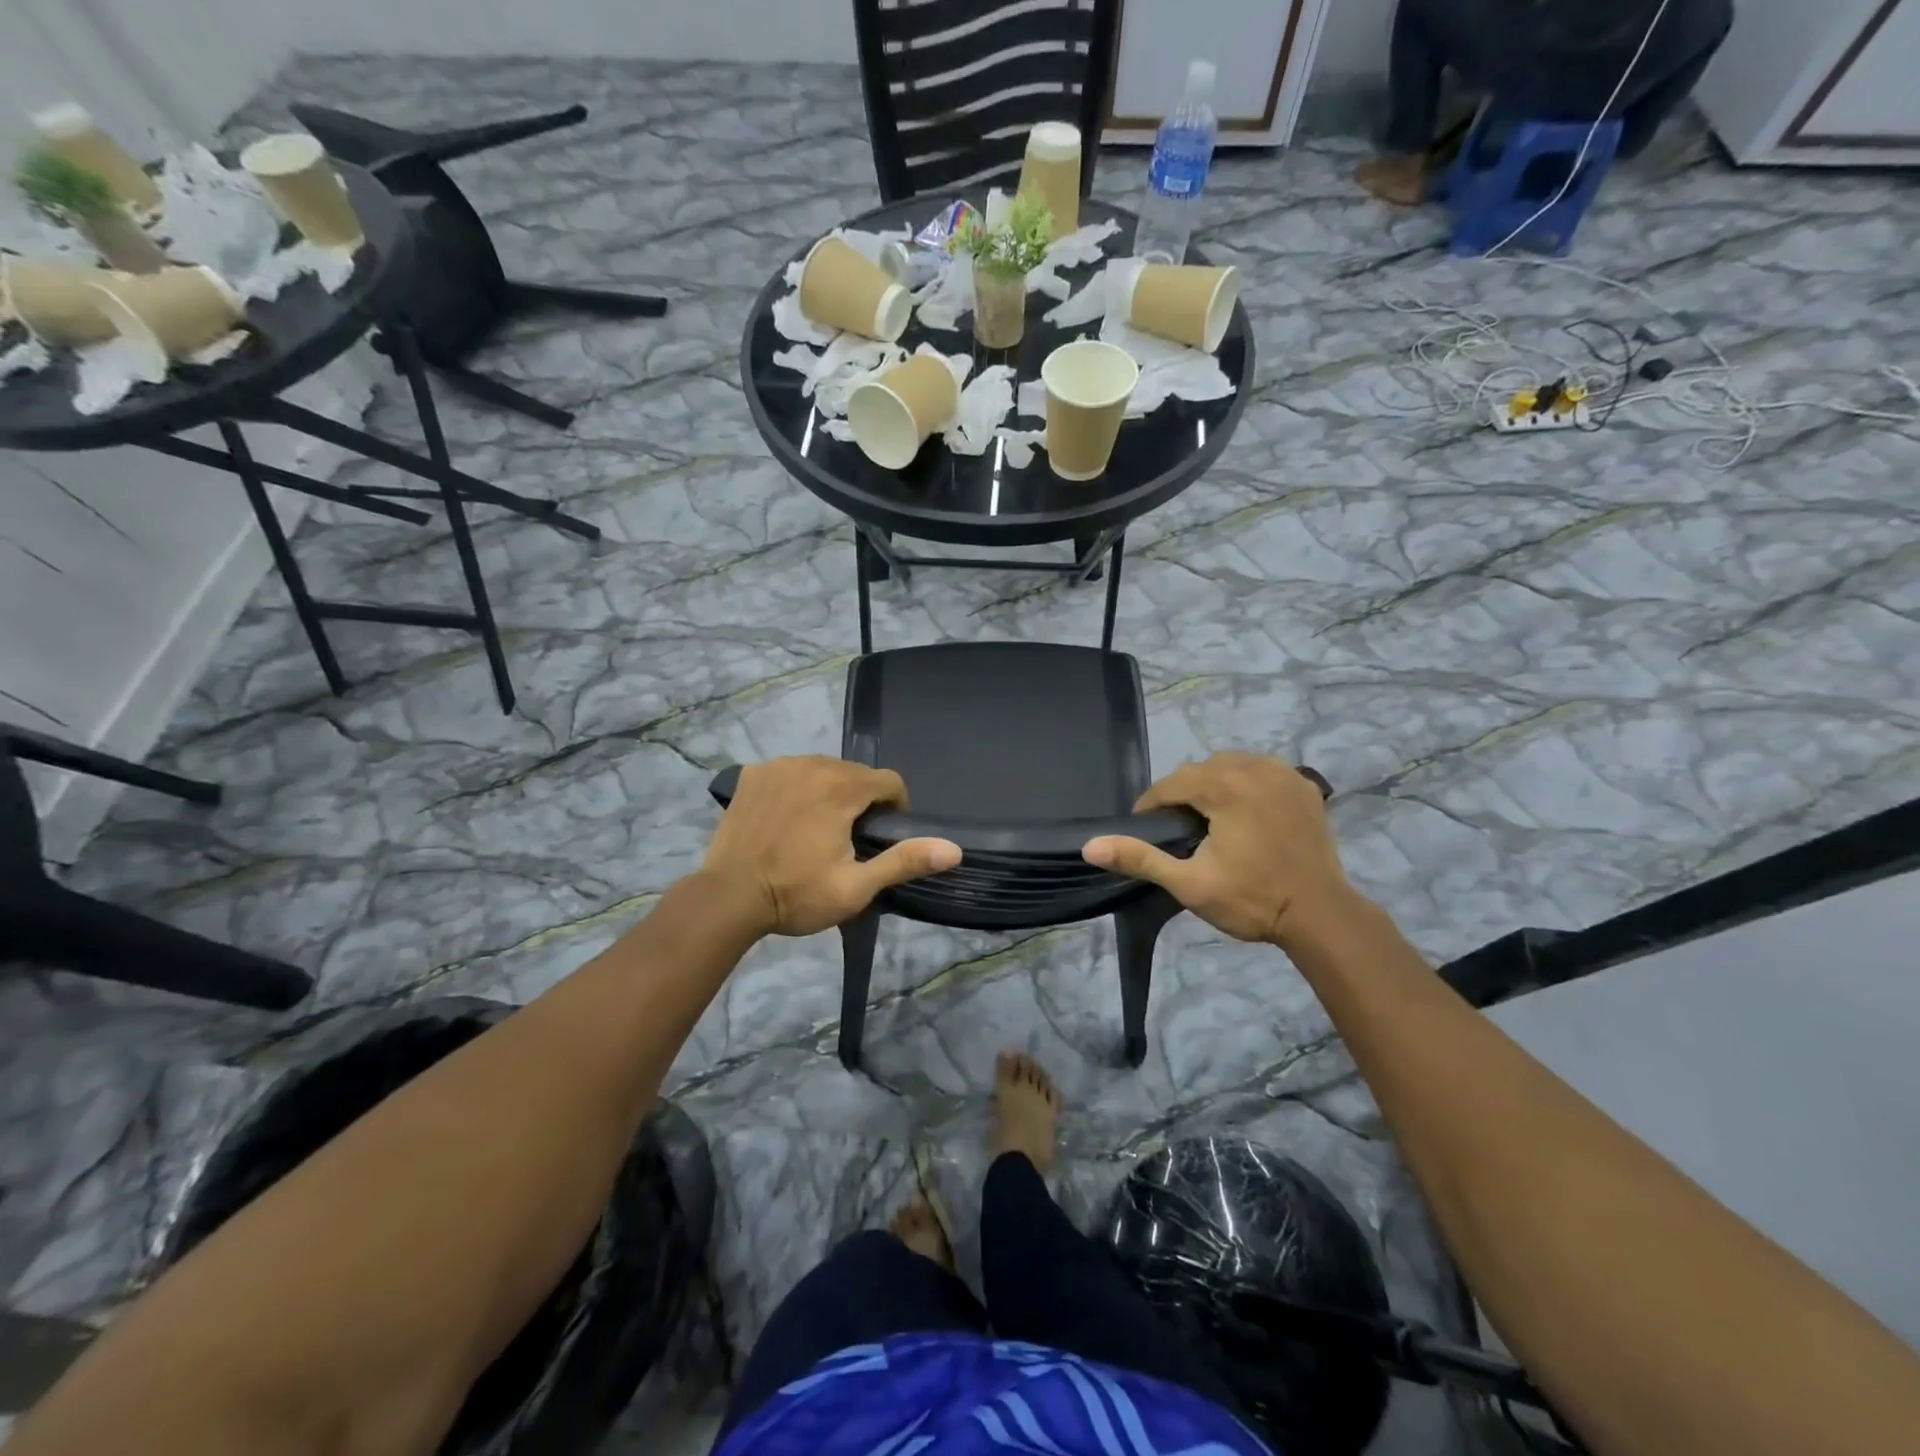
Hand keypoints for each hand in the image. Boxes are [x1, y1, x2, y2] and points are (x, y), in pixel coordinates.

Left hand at [702, 757, 961, 936]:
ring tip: (819, 828)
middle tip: (850, 838)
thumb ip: (904, 861)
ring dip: (830, 790)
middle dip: (862, 799)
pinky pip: (790, 771)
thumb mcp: (856, 887)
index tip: (883, 836)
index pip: (889, 781)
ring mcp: (778, 766)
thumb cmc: (796, 895)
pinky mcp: (752, 774)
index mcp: (841, 788)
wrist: (728, 898)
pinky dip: (797, 787)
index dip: (896, 807)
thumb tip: (953, 849)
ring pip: (822, 769)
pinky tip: (787, 818)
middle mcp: (812, 765)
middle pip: (855, 772)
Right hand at [1083, 752, 1351, 945]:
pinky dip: (1246, 781)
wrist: (1321, 916)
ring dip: (1213, 783)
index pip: (1172, 783)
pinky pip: (1262, 769)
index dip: (1151, 805)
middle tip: (1175, 828)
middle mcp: (1255, 768)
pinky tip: (1244, 809)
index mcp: (1225, 787)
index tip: (1144, 828)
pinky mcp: (1304, 786)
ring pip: (1232, 764)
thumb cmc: (1252, 900)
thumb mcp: (1189, 884)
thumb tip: (1090, 846)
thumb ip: (1140, 859)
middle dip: (1182, 793)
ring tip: (1207, 817)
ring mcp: (1284, 774)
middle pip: (1201, 770)